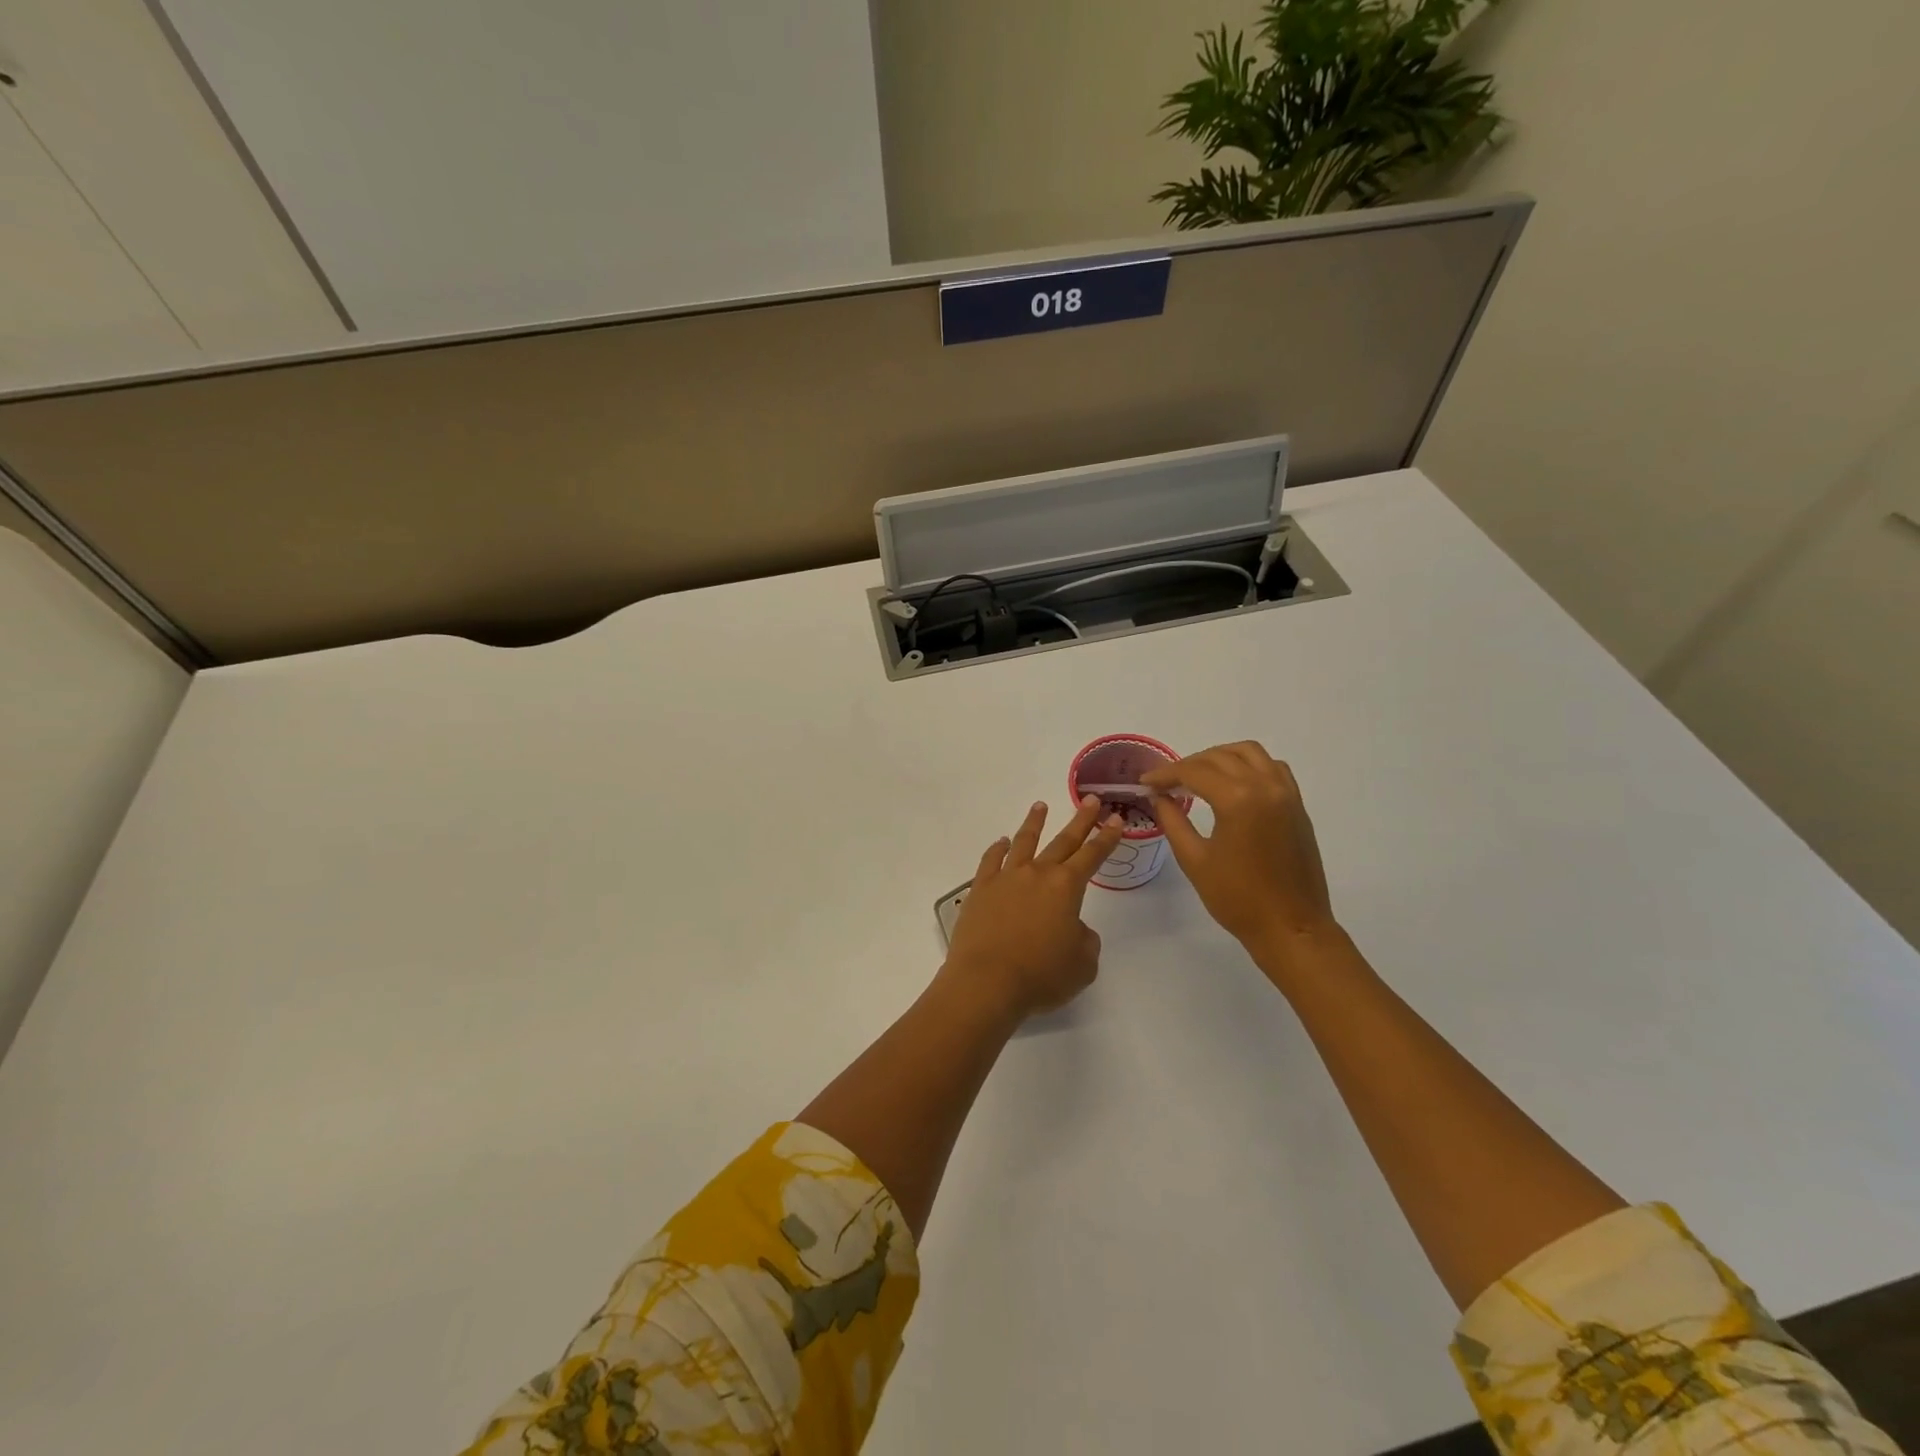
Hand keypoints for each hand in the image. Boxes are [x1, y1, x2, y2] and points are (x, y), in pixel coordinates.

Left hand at [941, 797, 1124, 1020]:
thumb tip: (1073, 927)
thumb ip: (1085, 940)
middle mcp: (1037, 873)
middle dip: (1080, 821)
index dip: (1107, 837)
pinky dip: (998, 849)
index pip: (1092, 855)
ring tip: (1040, 806)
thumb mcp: (1082, 964)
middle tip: (1090, 800)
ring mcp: (1005, 878)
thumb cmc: (1041, 975)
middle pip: (1063, 841)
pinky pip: (991, 860)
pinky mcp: (980, 889)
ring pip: (1023, 842)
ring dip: (1034, 823)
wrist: (987, 981)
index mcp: (1066, 887)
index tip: (1116, 819)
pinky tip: (1002, 843)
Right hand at [1141, 742, 1336, 957]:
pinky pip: (1272, 767)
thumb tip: (1159, 797)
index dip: (1165, 774)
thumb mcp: (1194, 860)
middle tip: (1165, 783)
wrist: (1291, 927)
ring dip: (1219, 756)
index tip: (1145, 782)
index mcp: (1238, 799)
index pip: (1194, 772)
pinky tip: (1233, 782)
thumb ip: (1173, 821)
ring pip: (1249, 752)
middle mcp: (1265, 786)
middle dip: (1188, 765)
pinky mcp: (1297, 805)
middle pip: (1219, 757)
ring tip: (1198, 775)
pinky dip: (1249, 765)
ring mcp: (1286, 793)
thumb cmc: (1237, 898)